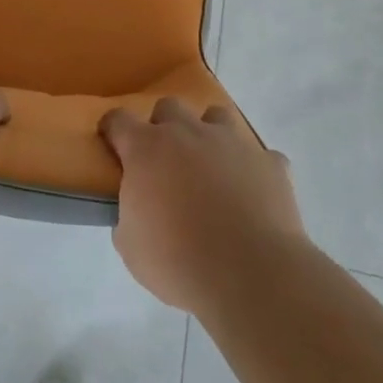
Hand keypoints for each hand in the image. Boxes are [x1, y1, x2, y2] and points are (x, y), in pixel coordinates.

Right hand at [100, 98, 305, 315]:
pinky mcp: (270, 162)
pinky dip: (253, 171)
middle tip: (166, 163)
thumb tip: (137, 208)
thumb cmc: (178, 261)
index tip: (113, 144)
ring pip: (216, 116)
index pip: (119, 120)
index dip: (113, 130)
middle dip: (164, 128)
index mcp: (147, 149)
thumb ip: (128, 214)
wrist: (250, 275)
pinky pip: (260, 157)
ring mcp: (232, 142)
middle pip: (169, 107)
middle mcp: (188, 133)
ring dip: (209, 136)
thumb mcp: (131, 246)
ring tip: (212, 169)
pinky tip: (253, 197)